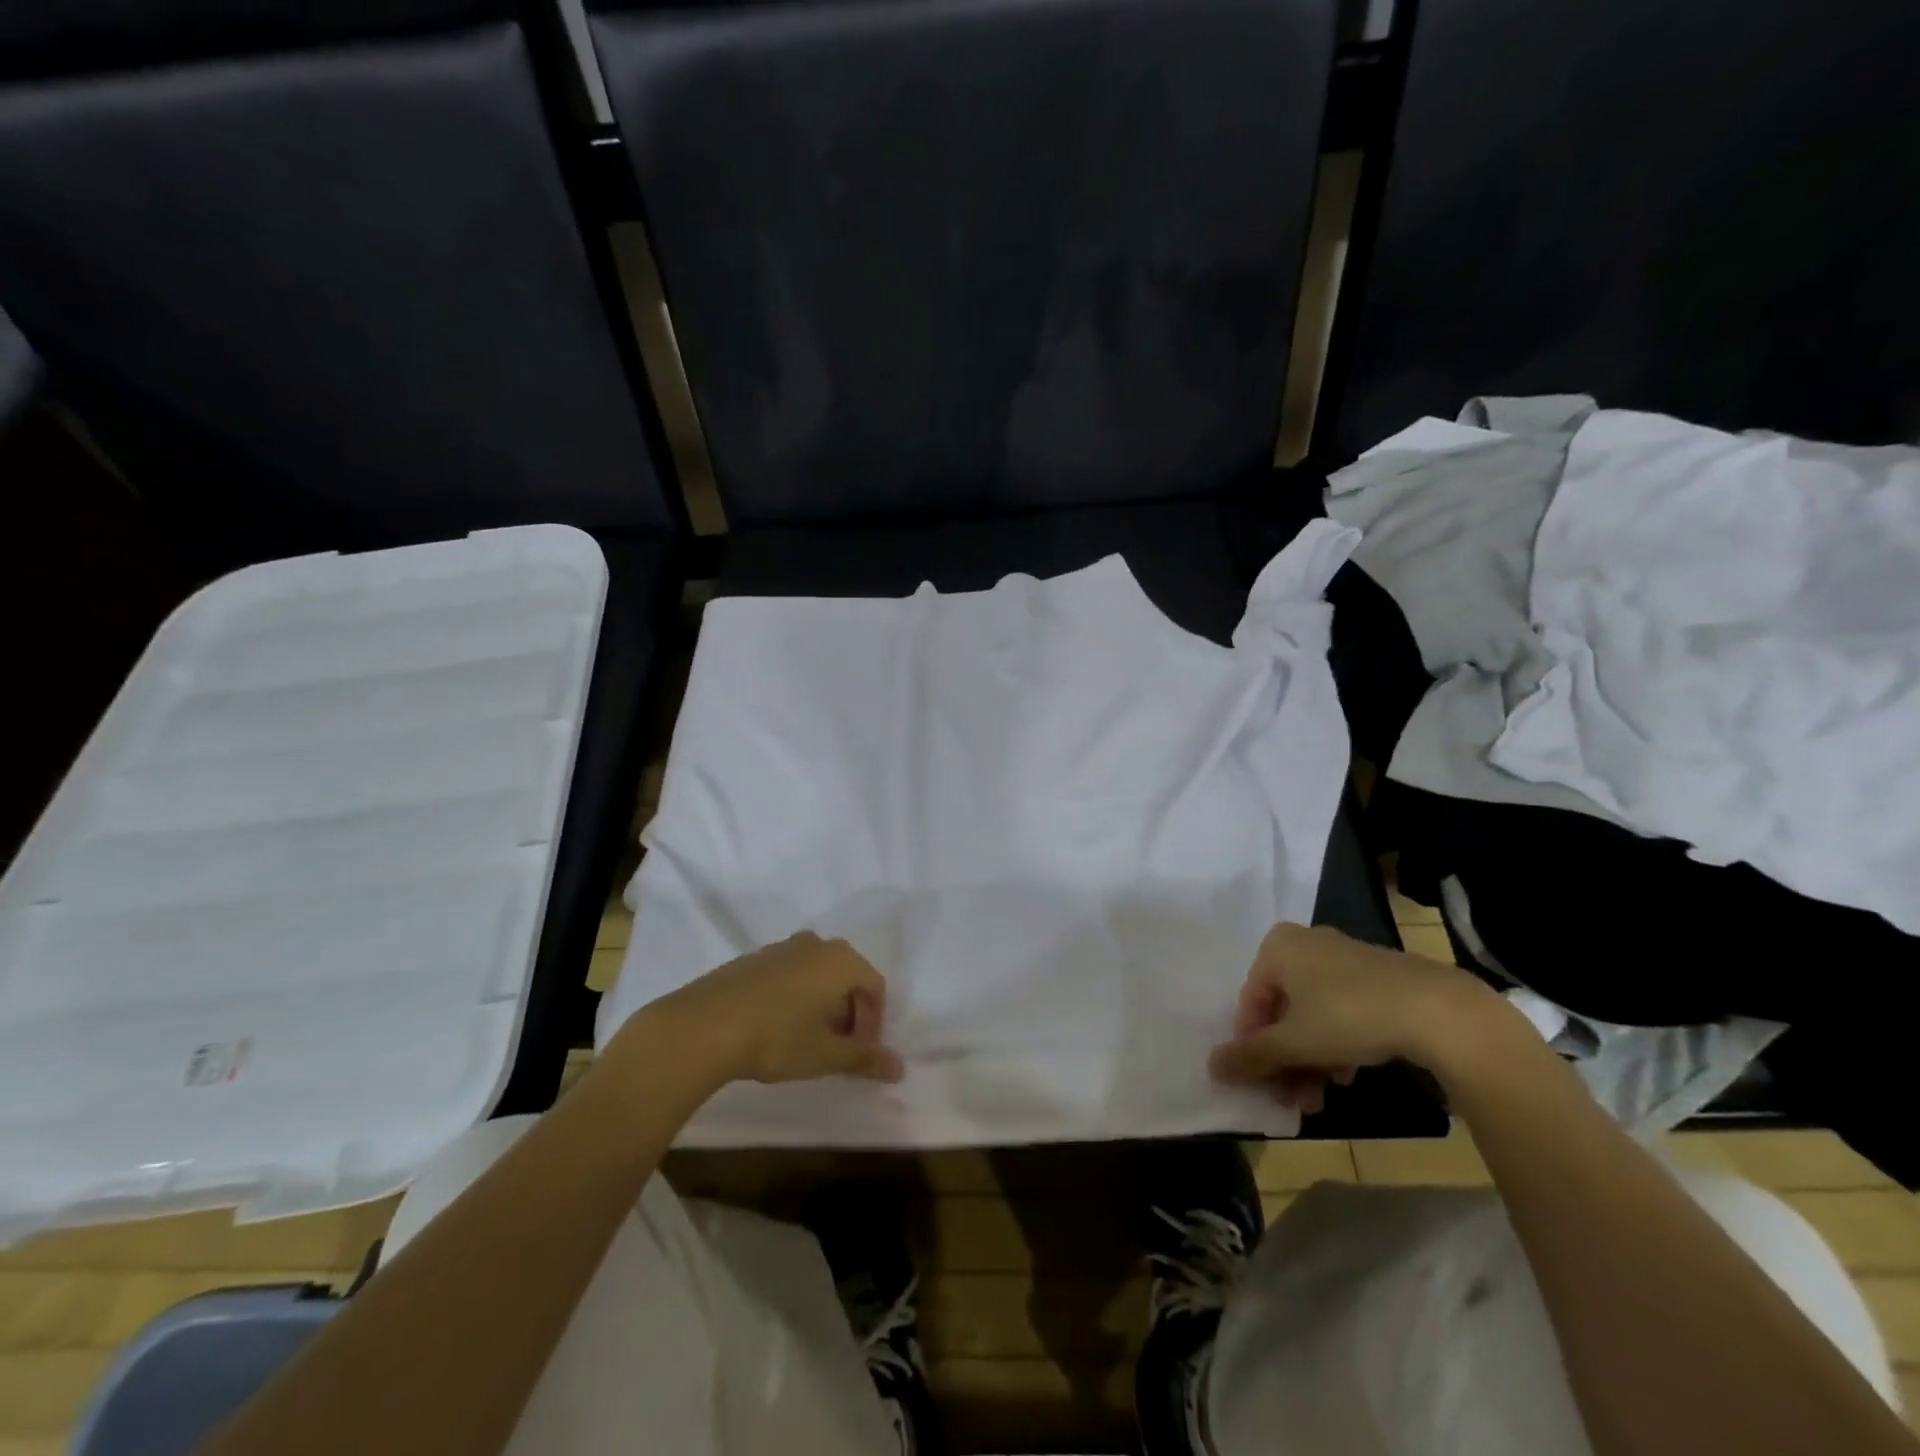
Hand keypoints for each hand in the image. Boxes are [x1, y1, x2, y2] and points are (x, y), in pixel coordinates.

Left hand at [640, 932, 904, 1086]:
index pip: (875, 987)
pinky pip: (789, 974)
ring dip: (821, 1006)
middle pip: (847, 977)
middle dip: (849, 1014)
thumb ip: (864, 1059)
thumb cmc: (777, 1037)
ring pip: (816, 975)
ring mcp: (781, 947)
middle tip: (837, 1049)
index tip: (860, 1054)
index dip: (874, 1023)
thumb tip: (899, 1068)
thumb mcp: (825, 1055)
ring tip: (806, 1041)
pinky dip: (794, 997)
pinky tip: (776, 1028)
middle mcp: (815, 944)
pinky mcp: (753, 958)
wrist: (703, 1026)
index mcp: (841, 960)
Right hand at [1208, 922, 1504, 1112]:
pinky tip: (1348, 1074)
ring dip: (1310, 1058)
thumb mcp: (1293, 1043)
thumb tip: (1210, 1068)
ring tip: (1321, 1096)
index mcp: (1277, 947)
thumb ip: (1250, 1056)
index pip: (1250, 1002)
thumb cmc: (1348, 1015)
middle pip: (1282, 1010)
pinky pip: (1342, 1010)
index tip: (1264, 1083)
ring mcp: (1344, 958)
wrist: (1439, 1010)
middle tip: (1292, 1098)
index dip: (1253, 1046)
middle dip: (1285, 1058)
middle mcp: (1307, 944)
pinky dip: (1337, 1043)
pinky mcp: (1378, 976)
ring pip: (1313, 1014)